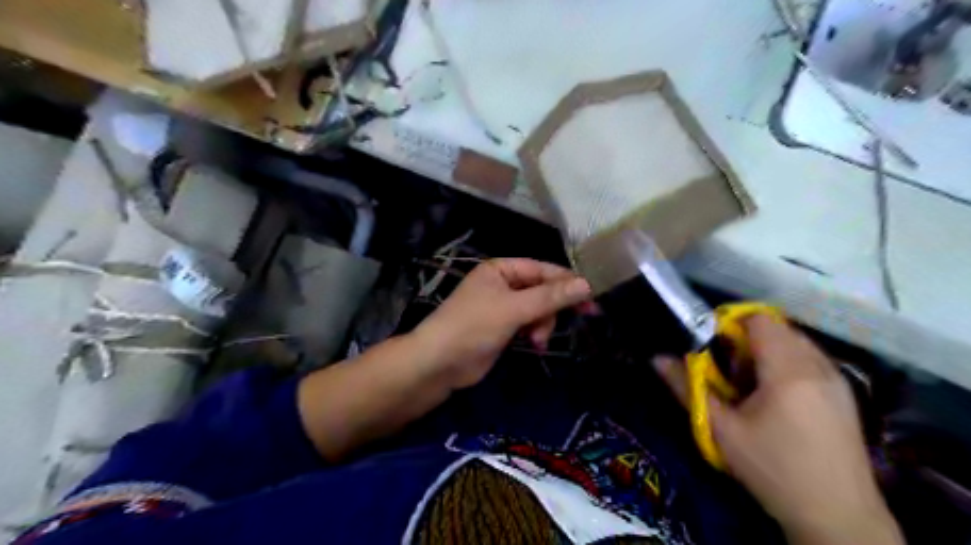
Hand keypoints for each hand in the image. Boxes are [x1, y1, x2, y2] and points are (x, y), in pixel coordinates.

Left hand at [414, 258, 592, 389]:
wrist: (439, 363)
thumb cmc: (473, 326)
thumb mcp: (514, 309)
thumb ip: (550, 297)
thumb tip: (587, 284)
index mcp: (501, 269)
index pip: (542, 269)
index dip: (568, 281)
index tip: (593, 295)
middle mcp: (502, 284)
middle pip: (542, 289)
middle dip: (553, 307)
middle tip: (582, 317)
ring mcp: (502, 307)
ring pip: (538, 309)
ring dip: (543, 324)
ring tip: (536, 341)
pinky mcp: (502, 328)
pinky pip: (529, 324)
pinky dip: (535, 333)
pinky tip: (535, 345)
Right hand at [651, 315, 902, 543]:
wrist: (839, 518)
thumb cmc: (773, 470)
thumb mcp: (721, 430)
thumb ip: (687, 388)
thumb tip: (657, 358)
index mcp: (788, 371)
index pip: (759, 319)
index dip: (730, 324)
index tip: (712, 349)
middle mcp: (819, 366)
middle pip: (776, 328)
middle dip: (746, 343)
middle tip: (730, 376)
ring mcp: (837, 379)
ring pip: (793, 343)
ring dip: (765, 354)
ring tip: (751, 390)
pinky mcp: (845, 393)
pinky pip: (809, 360)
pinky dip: (785, 366)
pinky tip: (776, 401)